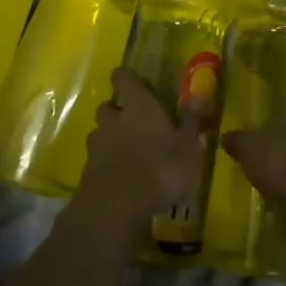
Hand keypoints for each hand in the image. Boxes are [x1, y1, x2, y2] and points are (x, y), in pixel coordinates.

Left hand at [75, 69, 212, 232]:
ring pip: (101, 133)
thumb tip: (198, 95)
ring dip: (112, 138)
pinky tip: (122, 177)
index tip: (137, 83)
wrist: (117, 207)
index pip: (123, 78)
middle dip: (119, 110)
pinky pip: (97, 159)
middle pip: (108, 106)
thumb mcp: (187, 147)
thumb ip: (190, 121)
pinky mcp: (87, 171)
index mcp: (137, 106)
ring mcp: (96, 145)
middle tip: (137, 122)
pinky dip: (107, 163)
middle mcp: (113, 119)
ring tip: (130, 152)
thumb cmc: (160, 169)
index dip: (128, 78)